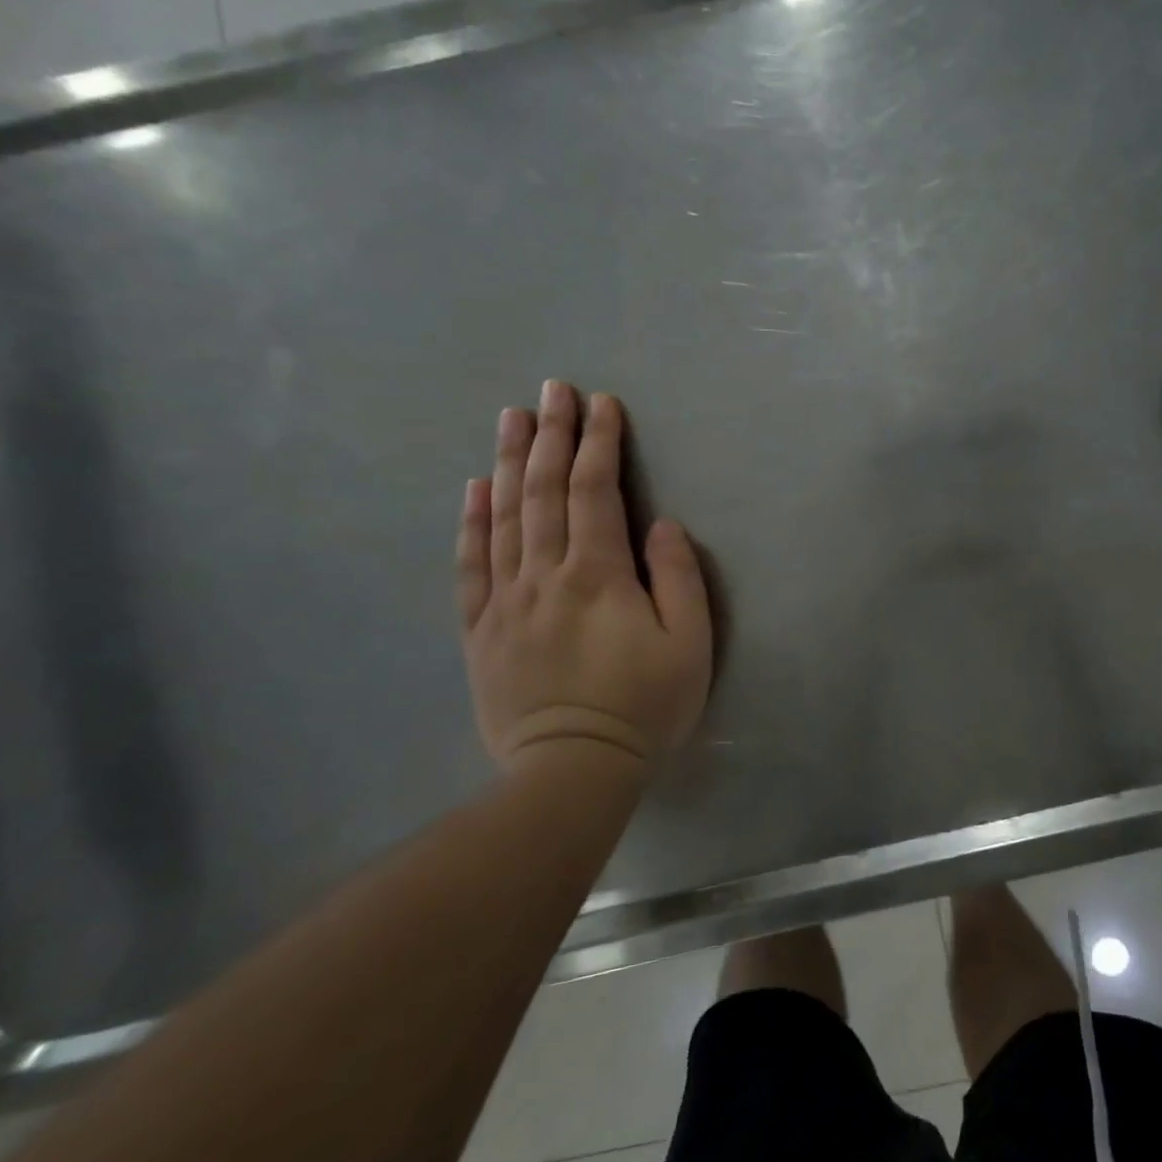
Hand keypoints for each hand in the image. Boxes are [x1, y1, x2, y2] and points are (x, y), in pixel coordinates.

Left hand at [457, 381, 711, 774]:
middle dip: (553, 435)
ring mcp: (506, 601)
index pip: (596, 492)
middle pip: (546, 492)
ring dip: (511, 462)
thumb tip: (660, 525)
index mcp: (598, 575)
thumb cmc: (644, 706)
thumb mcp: (690, 645)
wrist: (572, 772)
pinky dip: (471, 521)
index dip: (600, 443)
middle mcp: (545, 575)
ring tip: (512, 418)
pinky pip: (471, 565)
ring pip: (504, 516)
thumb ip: (678, 577)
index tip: (602, 403)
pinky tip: (474, 488)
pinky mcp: (481, 630)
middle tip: (553, 389)